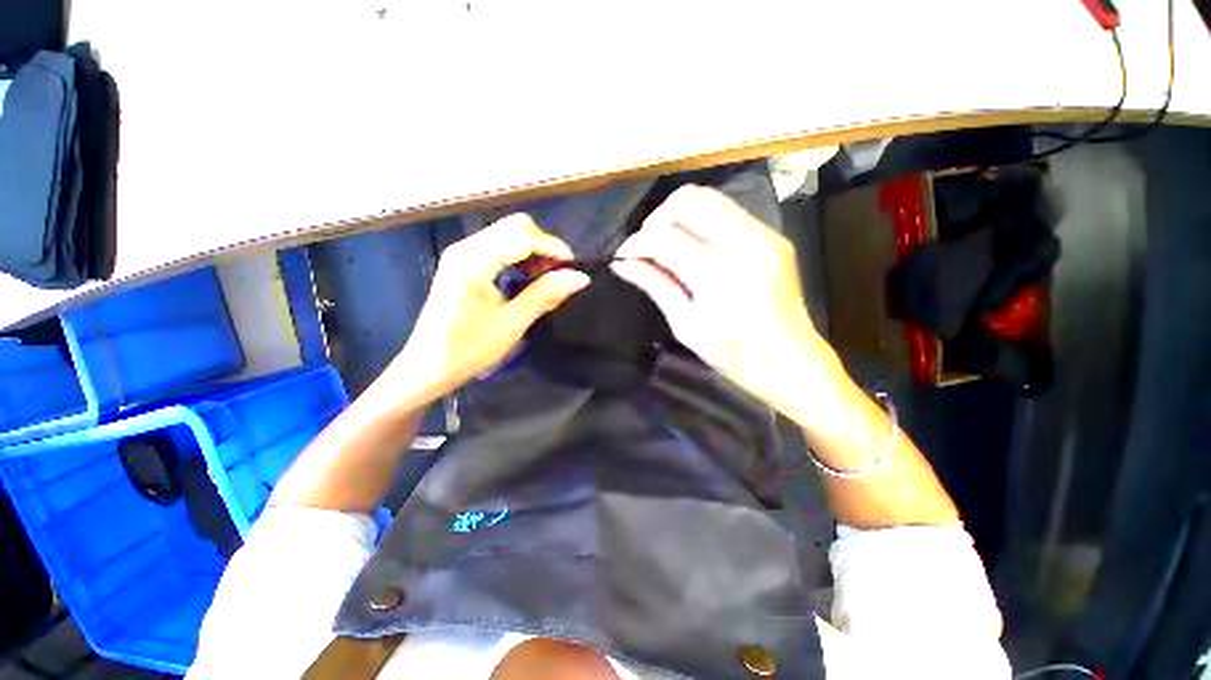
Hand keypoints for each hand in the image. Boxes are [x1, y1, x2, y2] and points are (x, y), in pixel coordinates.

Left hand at [388, 214, 588, 404]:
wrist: (427, 366)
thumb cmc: (468, 349)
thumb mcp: (512, 323)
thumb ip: (545, 294)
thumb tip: (580, 277)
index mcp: (474, 261)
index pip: (522, 234)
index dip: (553, 248)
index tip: (571, 272)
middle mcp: (466, 247)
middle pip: (516, 227)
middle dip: (544, 248)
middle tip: (558, 277)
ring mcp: (462, 253)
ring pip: (508, 235)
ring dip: (533, 253)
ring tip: (545, 280)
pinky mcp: (463, 263)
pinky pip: (499, 247)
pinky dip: (519, 258)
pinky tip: (526, 279)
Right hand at [612, 185, 832, 412]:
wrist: (793, 362)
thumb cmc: (735, 356)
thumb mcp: (687, 326)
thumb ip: (656, 286)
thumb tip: (622, 264)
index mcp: (719, 274)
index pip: (665, 236)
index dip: (636, 242)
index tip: (622, 256)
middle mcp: (744, 243)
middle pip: (689, 200)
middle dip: (658, 218)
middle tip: (646, 247)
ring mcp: (764, 235)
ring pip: (709, 198)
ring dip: (678, 217)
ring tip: (666, 246)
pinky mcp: (772, 236)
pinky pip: (727, 212)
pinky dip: (701, 223)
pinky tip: (694, 249)